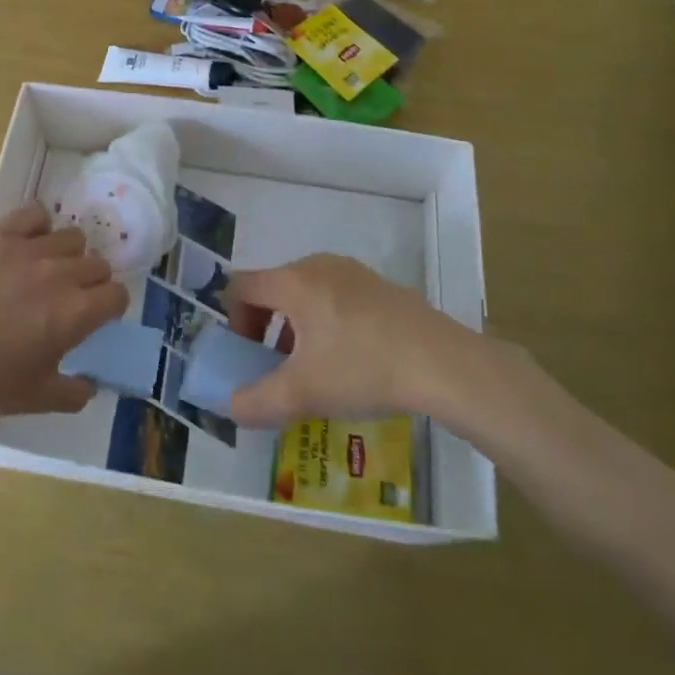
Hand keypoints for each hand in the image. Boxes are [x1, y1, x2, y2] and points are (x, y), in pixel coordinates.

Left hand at [0, 203, 126, 423]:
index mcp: (75, 313)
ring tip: (44, 270)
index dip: (109, 306)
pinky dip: (38, 225)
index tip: (94, 315)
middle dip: (90, 282)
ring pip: (71, 237)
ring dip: (66, 254)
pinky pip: (35, 213)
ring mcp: (28, 249)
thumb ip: (75, 393)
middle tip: (67, 297)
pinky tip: (25, 243)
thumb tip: (93, 384)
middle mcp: (60, 274)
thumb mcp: (37, 399)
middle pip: (97, 264)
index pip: (117, 294)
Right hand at [223, 254, 504, 430]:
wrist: (443, 363)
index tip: (246, 357)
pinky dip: (327, 323)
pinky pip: (336, 297)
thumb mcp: (302, 394)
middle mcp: (318, 266)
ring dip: (296, 327)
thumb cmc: (362, 368)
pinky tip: (351, 360)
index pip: (241, 286)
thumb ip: (257, 403)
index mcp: (293, 282)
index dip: (233, 321)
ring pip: (306, 294)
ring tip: (313, 368)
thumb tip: (232, 408)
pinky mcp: (381, 286)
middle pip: (273, 288)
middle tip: (275, 367)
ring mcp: (353, 273)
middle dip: (265, 328)